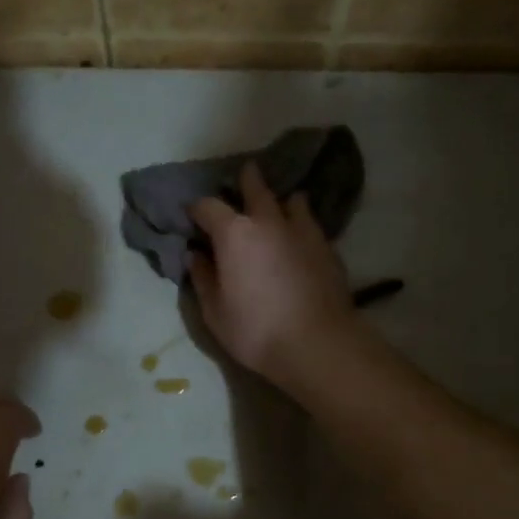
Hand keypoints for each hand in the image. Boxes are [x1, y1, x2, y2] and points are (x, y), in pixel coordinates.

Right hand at [188, 161, 361, 385]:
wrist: (317, 343)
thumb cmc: (256, 330)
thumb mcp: (215, 312)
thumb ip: (203, 279)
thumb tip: (195, 256)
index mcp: (234, 234)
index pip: (208, 207)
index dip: (196, 209)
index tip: (192, 216)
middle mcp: (268, 222)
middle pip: (256, 188)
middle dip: (247, 180)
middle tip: (244, 175)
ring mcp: (303, 231)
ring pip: (292, 201)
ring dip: (281, 200)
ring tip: (280, 204)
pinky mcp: (327, 247)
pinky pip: (311, 225)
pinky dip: (301, 224)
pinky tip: (300, 237)